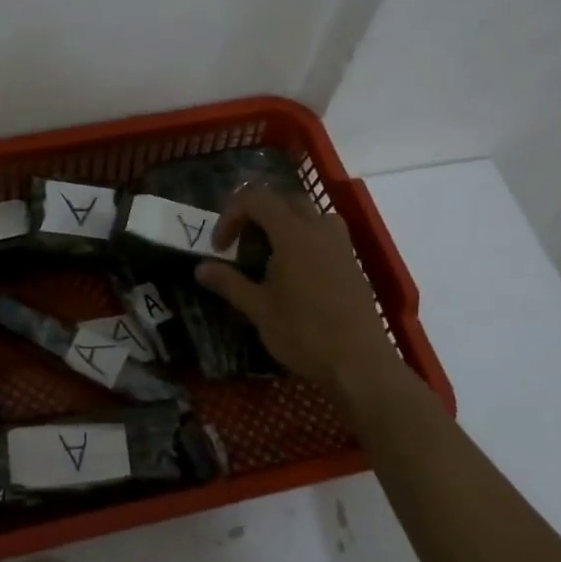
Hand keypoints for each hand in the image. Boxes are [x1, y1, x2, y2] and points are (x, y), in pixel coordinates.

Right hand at [196, 186, 404, 404]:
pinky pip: (323, 234)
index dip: (231, 214)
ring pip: (307, 214)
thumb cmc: (304, 333)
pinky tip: (294, 274)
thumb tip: (200, 268)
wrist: (360, 363)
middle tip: (240, 246)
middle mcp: (319, 229)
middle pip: (282, 200)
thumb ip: (229, 283)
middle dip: (255, 216)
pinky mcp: (352, 262)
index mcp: (293, 233)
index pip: (256, 198)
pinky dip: (302, 240)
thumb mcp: (259, 309)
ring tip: (268, 256)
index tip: (220, 247)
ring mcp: (341, 244)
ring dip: (282, 225)